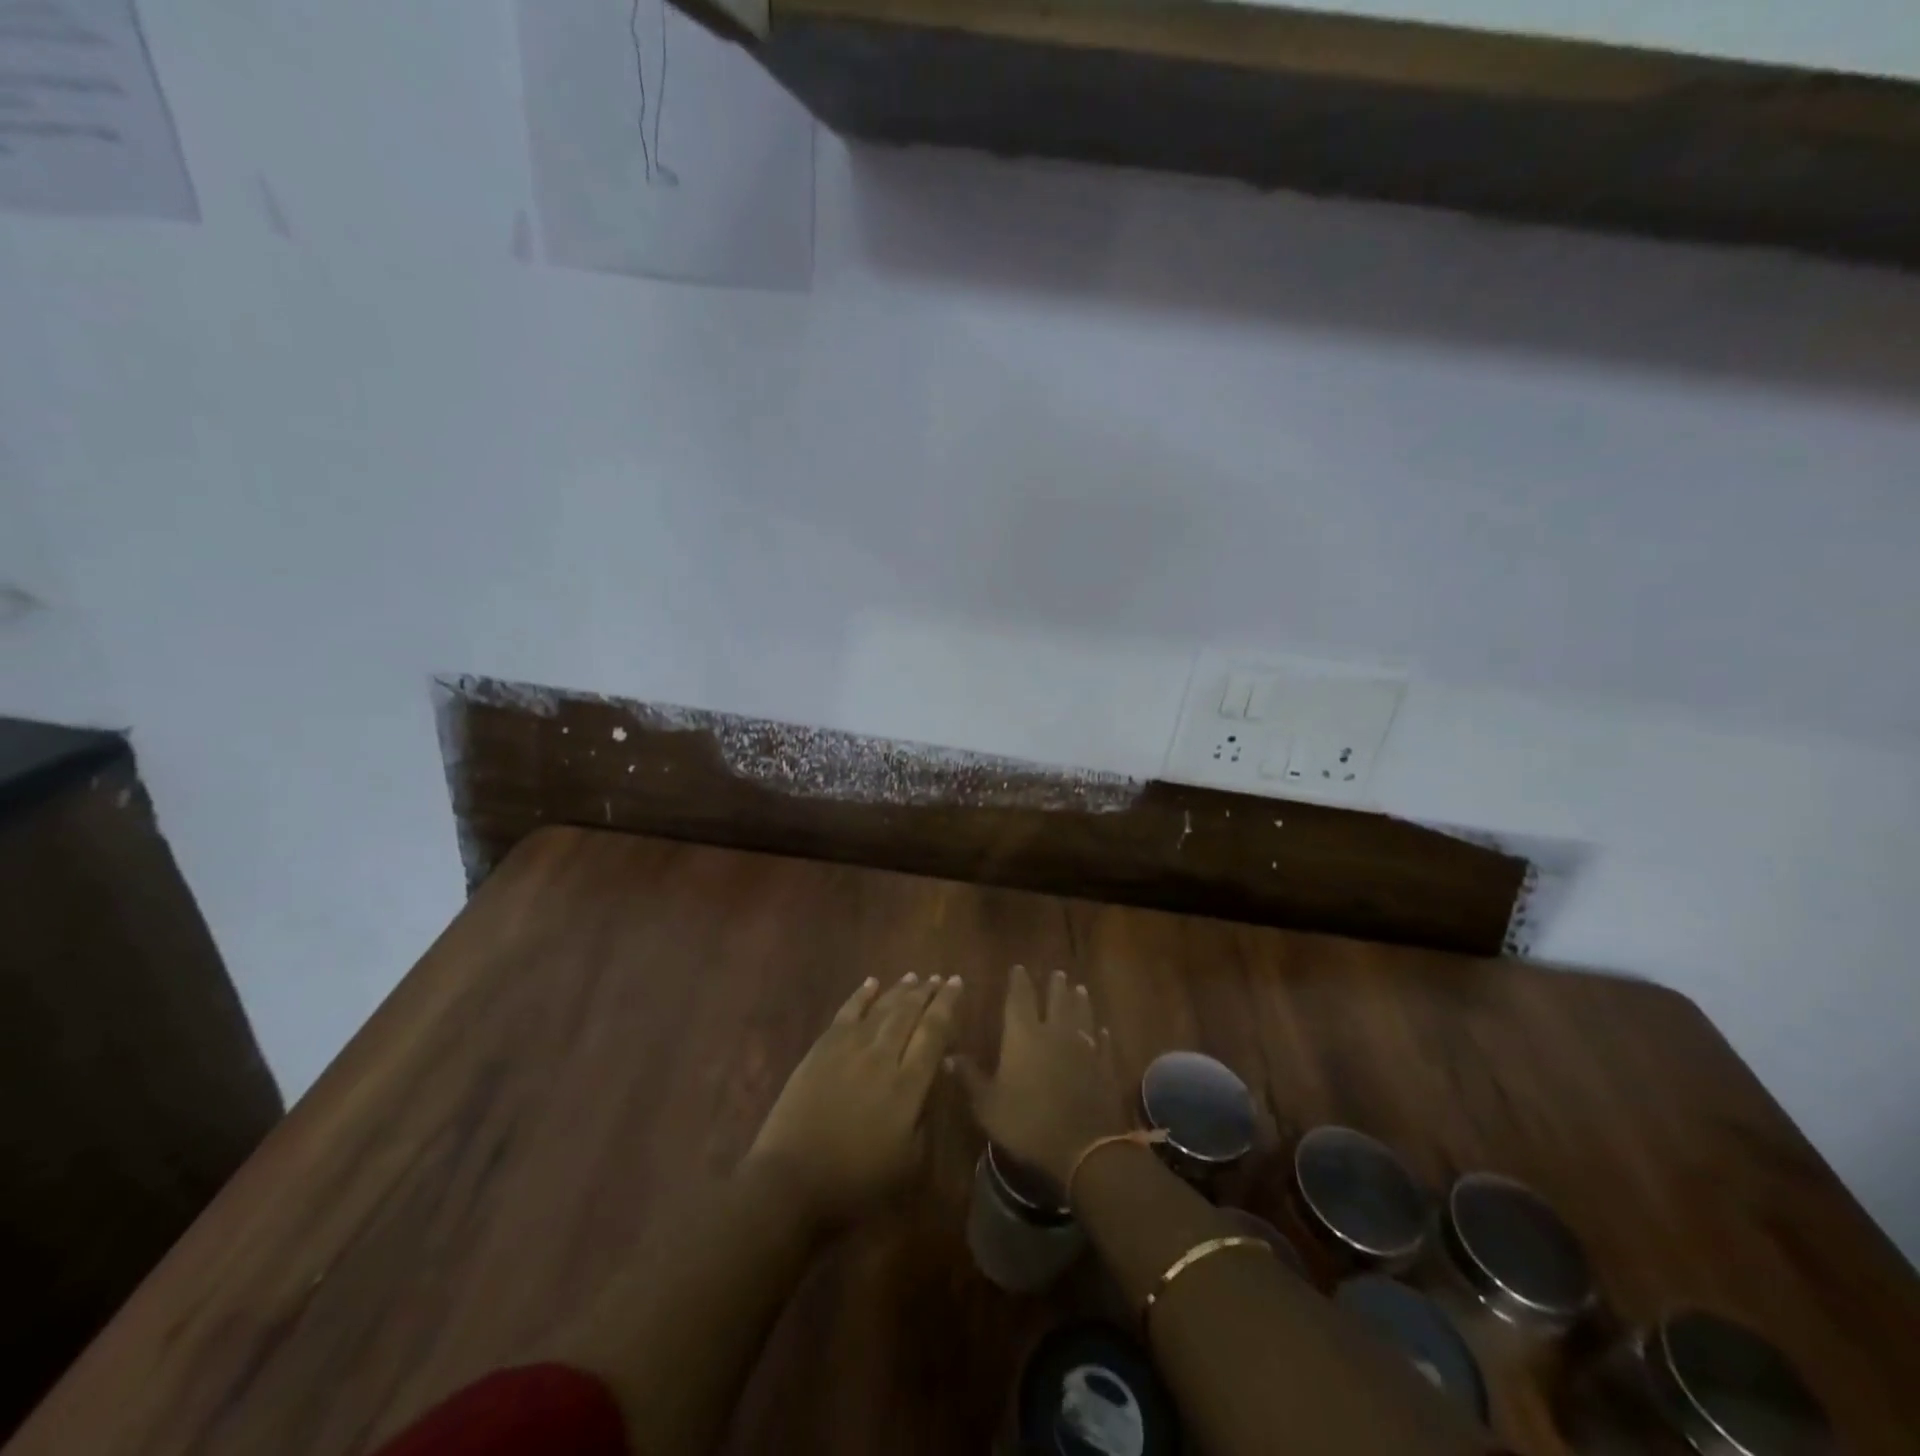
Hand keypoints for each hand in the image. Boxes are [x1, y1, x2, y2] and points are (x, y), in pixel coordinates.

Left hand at [746, 972, 961, 1227]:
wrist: (792, 1183)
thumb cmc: (857, 1183)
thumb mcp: (910, 1161)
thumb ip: (929, 1112)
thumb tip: (938, 1070)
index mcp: (908, 1085)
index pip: (934, 1033)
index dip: (948, 1006)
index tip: (957, 983)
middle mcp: (882, 1057)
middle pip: (909, 1013)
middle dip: (928, 993)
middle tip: (940, 978)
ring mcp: (849, 1048)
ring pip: (881, 1008)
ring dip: (900, 990)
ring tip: (914, 977)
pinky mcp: (822, 1049)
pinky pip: (847, 1012)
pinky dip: (861, 995)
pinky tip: (872, 982)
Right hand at [951, 966, 1131, 1190]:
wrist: (1084, 1147)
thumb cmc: (1027, 1123)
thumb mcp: (987, 1105)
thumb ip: (970, 1078)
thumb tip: (948, 1056)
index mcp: (1023, 1035)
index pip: (1019, 999)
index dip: (1018, 982)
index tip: (1019, 968)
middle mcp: (1054, 1032)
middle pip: (1056, 1000)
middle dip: (1055, 985)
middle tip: (1057, 973)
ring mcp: (1084, 1048)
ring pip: (1082, 1015)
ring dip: (1079, 1001)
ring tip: (1079, 989)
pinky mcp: (1104, 1066)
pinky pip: (1102, 1043)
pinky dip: (1101, 1035)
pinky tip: (1102, 1031)